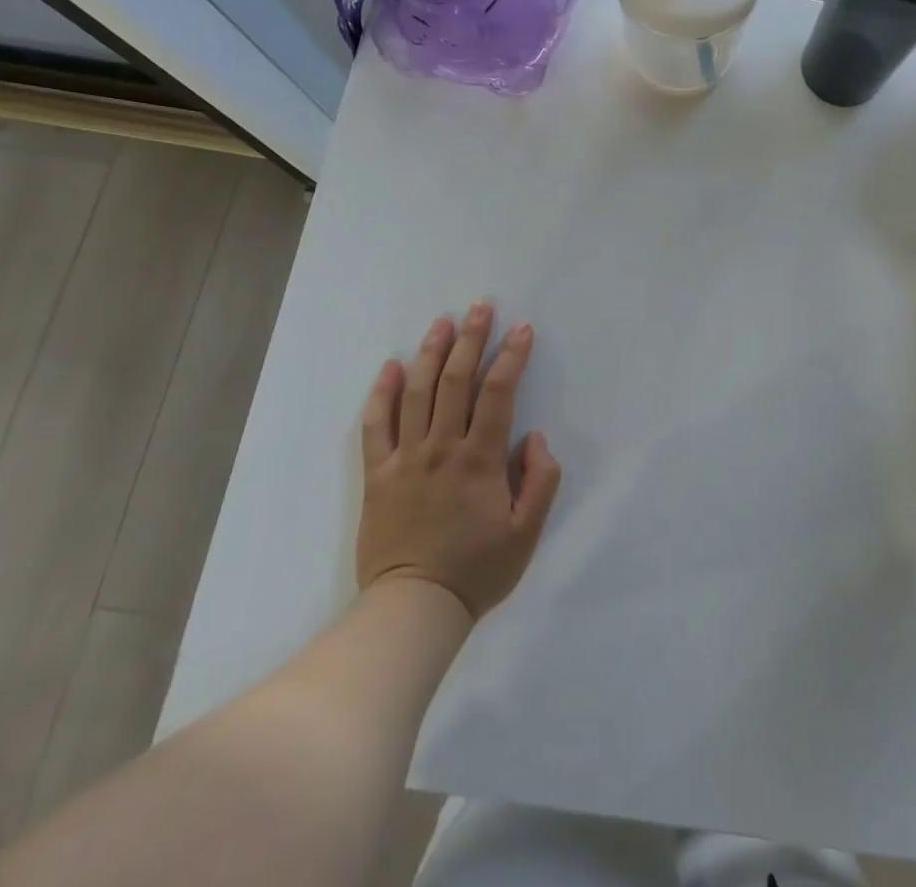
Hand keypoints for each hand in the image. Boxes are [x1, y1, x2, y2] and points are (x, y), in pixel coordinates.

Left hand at [357, 302, 561, 618]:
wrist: (413, 609)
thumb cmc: (477, 570)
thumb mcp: (527, 532)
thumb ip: (540, 480)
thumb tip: (534, 437)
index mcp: (480, 459)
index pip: (498, 392)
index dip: (511, 356)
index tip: (522, 329)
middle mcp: (441, 447)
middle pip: (454, 380)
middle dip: (470, 338)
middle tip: (480, 306)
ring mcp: (405, 458)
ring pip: (415, 392)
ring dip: (430, 352)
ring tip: (442, 322)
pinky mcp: (377, 474)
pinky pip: (375, 425)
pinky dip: (381, 393)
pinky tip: (390, 366)